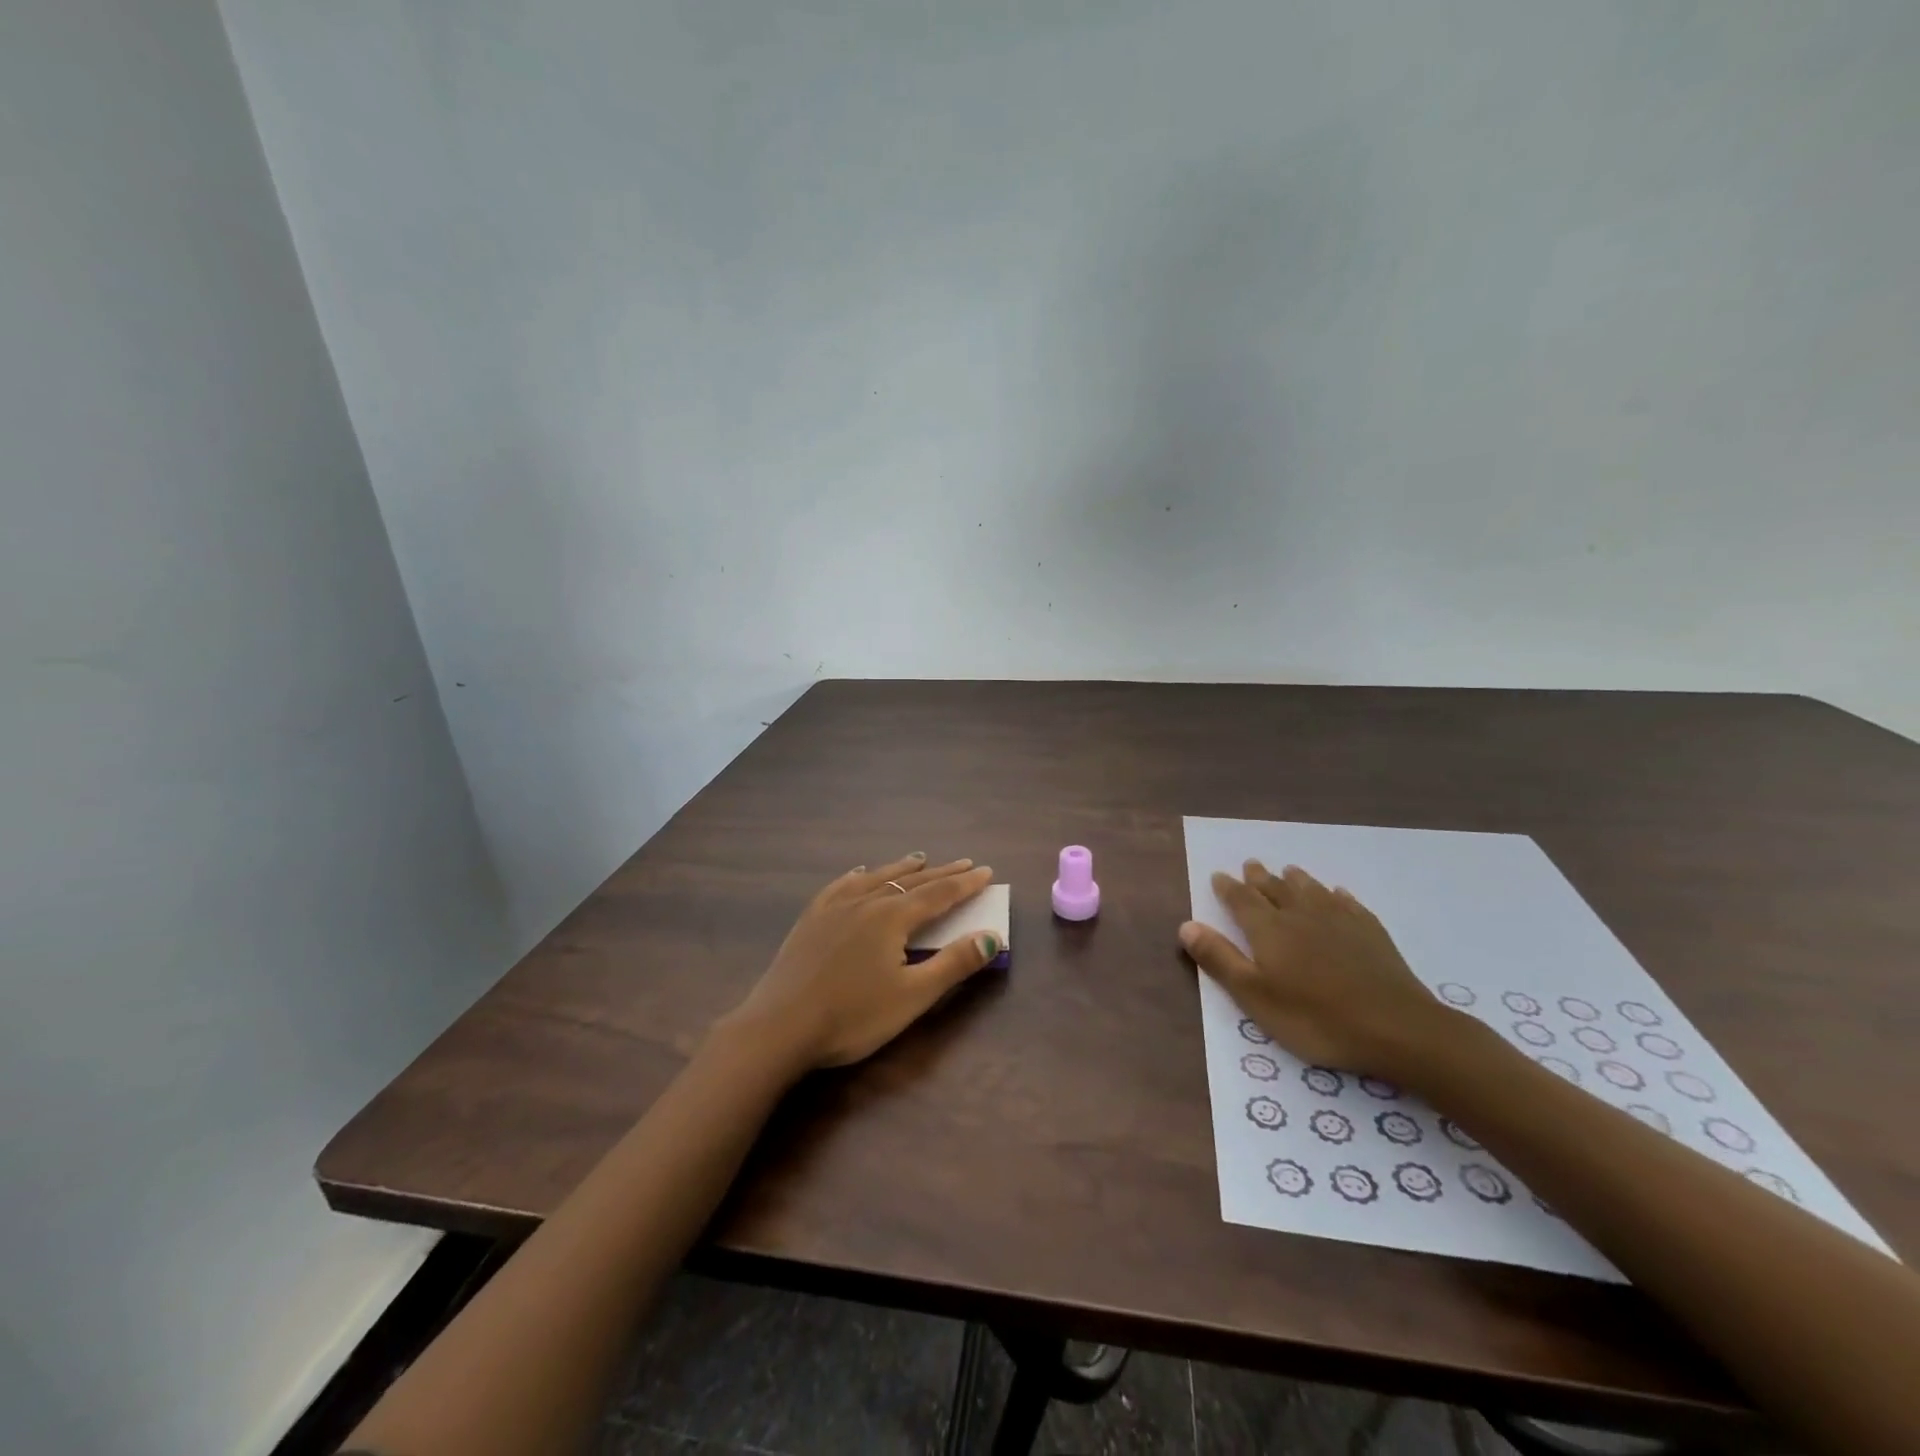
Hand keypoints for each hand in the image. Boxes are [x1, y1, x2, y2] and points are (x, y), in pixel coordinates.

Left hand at [722, 853, 1000, 1070]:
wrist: (779, 1028)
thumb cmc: (852, 1016)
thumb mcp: (912, 996)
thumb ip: (953, 964)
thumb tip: (992, 937)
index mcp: (892, 917)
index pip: (939, 894)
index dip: (966, 884)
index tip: (987, 872)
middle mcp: (865, 901)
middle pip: (911, 881)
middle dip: (941, 872)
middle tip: (965, 862)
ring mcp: (833, 907)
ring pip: (876, 877)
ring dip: (902, 868)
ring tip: (920, 859)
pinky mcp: (810, 919)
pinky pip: (840, 886)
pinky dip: (859, 876)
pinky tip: (860, 874)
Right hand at [1179, 860, 1452, 1079]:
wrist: (1397, 1028)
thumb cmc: (1315, 1018)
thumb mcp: (1255, 996)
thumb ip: (1219, 959)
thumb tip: (1186, 924)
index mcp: (1269, 930)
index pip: (1242, 900)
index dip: (1228, 888)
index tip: (1218, 875)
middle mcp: (1301, 916)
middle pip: (1276, 889)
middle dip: (1260, 878)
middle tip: (1251, 864)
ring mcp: (1340, 922)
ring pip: (1312, 891)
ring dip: (1296, 880)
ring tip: (1289, 871)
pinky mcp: (1372, 934)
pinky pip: (1349, 905)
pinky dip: (1338, 896)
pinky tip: (1338, 894)